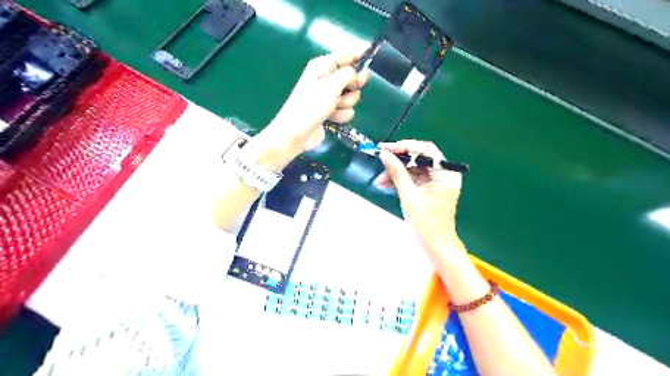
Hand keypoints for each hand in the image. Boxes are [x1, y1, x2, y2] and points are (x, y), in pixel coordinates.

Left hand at [249, 53, 368, 169]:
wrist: (296, 133)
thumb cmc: (311, 105)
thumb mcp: (331, 85)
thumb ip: (348, 74)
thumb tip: (358, 72)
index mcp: (322, 67)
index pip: (345, 56)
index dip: (358, 58)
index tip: (370, 61)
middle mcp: (326, 79)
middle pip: (351, 78)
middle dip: (352, 87)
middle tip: (347, 91)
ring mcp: (328, 97)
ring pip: (351, 96)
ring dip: (345, 104)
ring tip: (333, 108)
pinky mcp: (331, 112)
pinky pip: (346, 110)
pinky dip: (341, 115)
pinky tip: (332, 119)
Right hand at [375, 140, 464, 251]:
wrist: (435, 245)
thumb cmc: (425, 223)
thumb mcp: (409, 196)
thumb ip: (397, 173)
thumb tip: (384, 154)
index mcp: (445, 173)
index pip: (425, 150)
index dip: (403, 146)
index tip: (384, 148)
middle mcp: (444, 173)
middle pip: (419, 157)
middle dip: (397, 161)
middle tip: (380, 161)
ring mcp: (438, 180)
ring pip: (414, 167)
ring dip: (396, 172)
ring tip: (380, 181)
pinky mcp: (431, 187)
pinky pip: (414, 177)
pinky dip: (401, 179)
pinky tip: (386, 184)